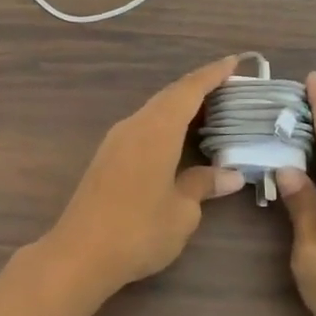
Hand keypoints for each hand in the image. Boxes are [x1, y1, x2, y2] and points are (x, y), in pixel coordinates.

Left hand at [40, 56, 246, 298]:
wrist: (80, 253)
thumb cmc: (138, 230)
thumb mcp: (181, 211)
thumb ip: (203, 185)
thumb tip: (229, 175)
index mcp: (156, 129)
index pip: (188, 90)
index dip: (213, 74)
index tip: (236, 62)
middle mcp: (134, 126)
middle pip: (169, 96)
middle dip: (200, 89)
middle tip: (232, 90)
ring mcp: (116, 142)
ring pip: (154, 112)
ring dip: (181, 108)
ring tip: (212, 113)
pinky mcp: (106, 158)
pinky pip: (143, 128)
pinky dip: (166, 125)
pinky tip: (179, 140)